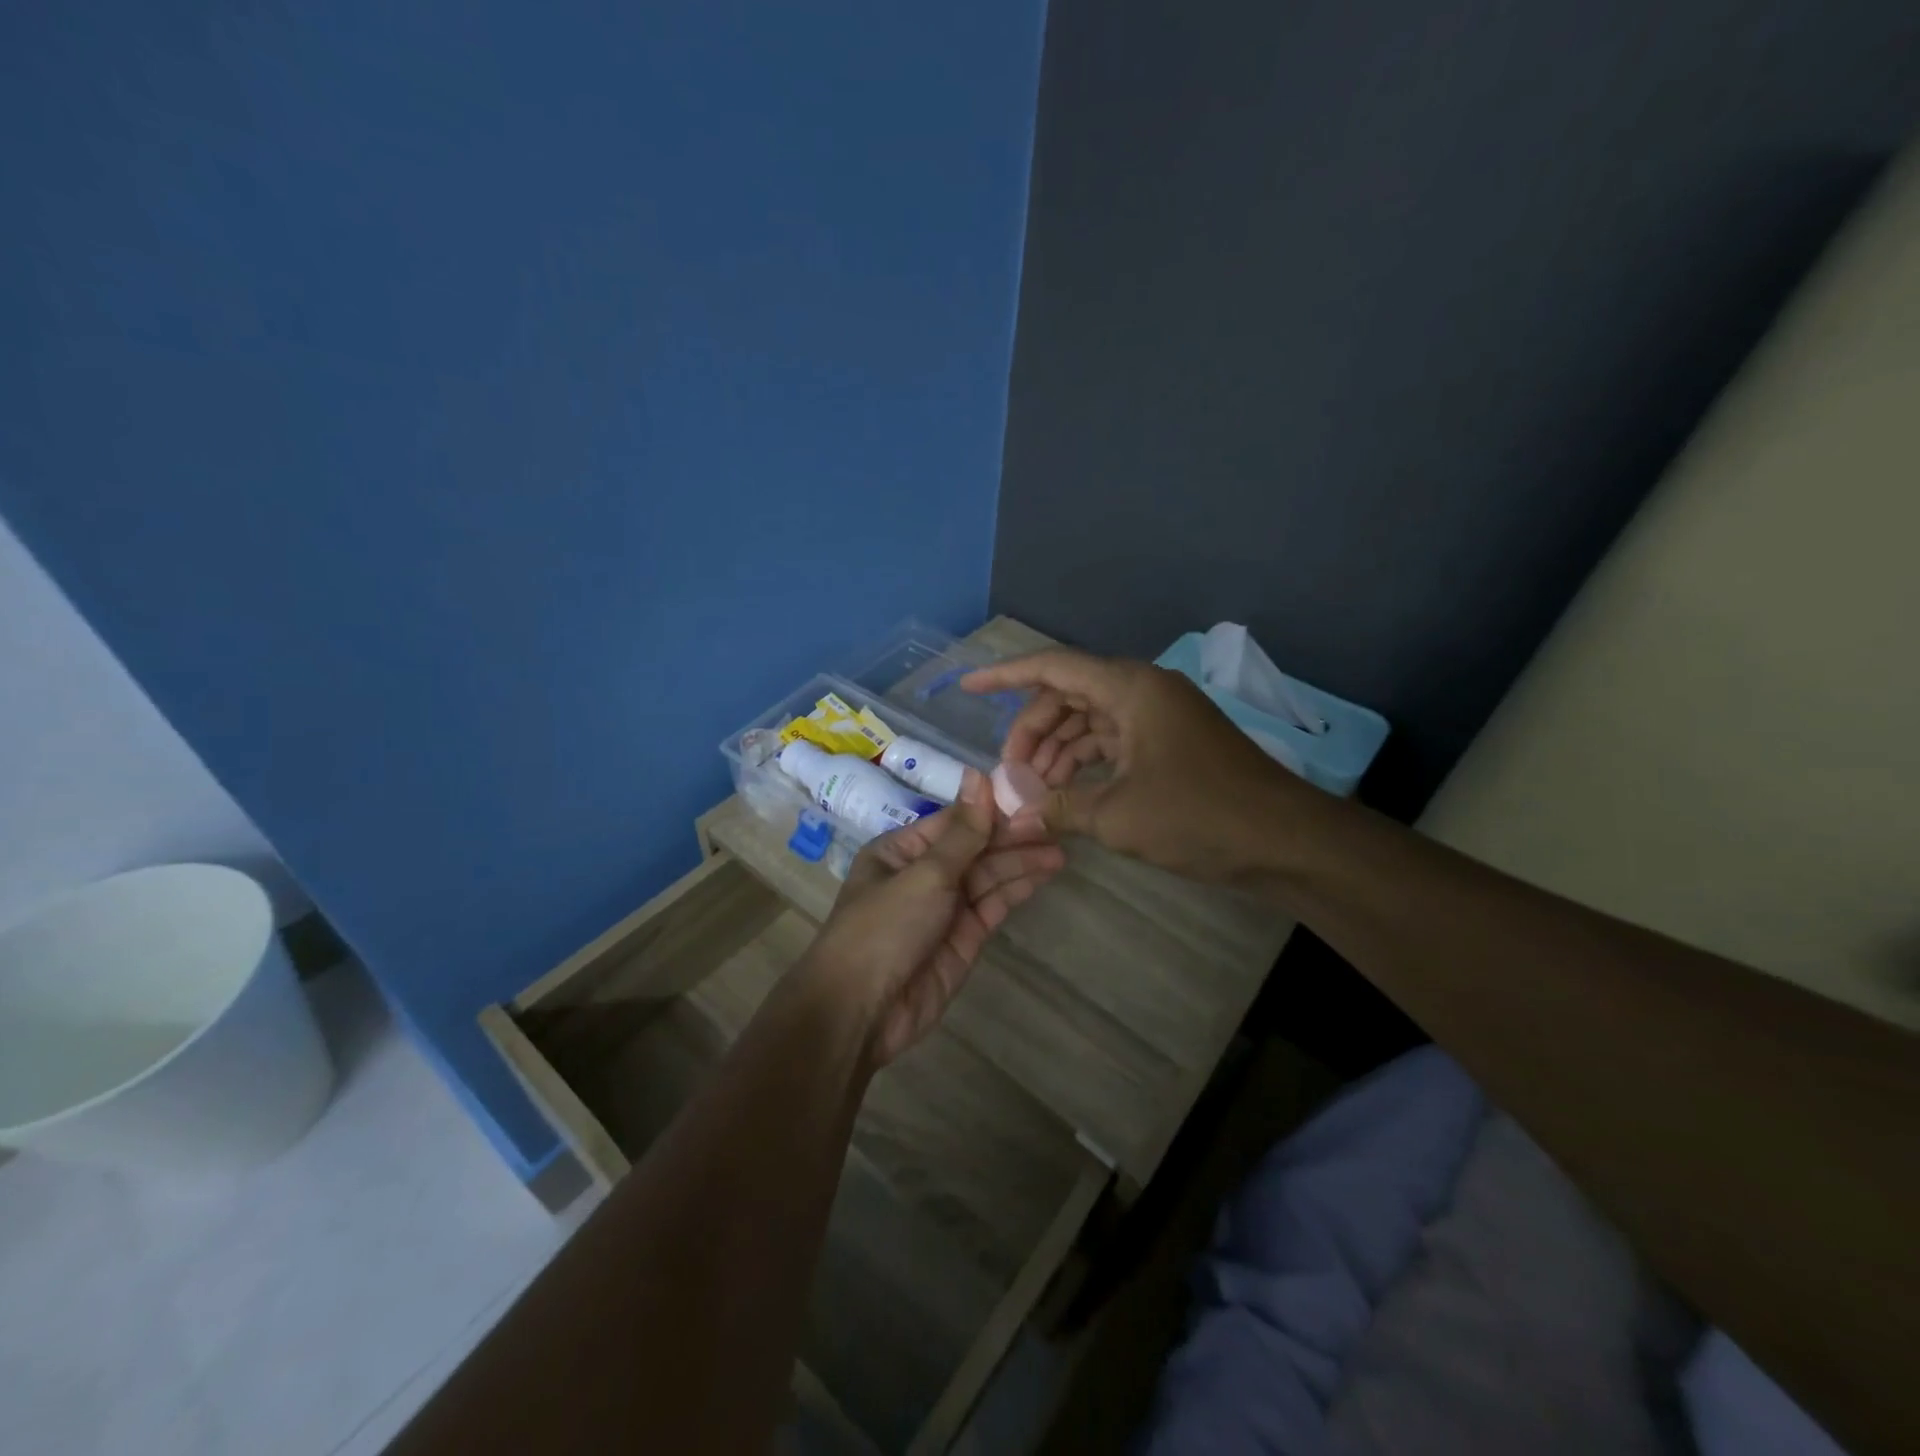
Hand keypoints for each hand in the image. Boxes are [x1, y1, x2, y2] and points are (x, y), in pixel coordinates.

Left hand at [807, 769, 1064, 1064]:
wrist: (861, 1012)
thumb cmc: (884, 928)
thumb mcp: (924, 874)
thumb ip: (963, 832)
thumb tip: (978, 775)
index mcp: (901, 850)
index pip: (955, 821)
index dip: (992, 809)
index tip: (1031, 795)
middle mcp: (924, 874)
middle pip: (975, 848)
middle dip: (1012, 836)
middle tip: (1056, 823)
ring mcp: (945, 908)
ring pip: (989, 876)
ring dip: (1022, 861)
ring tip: (1061, 846)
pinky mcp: (964, 938)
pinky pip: (994, 904)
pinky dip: (1018, 888)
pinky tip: (1045, 872)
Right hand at [961, 650, 1308, 883]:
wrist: (1285, 840)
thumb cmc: (1198, 816)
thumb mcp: (1116, 815)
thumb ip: (1057, 807)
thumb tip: (1014, 814)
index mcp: (1129, 688)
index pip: (1052, 667)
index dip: (1004, 676)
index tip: (966, 686)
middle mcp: (1143, 690)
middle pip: (1068, 695)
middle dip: (1032, 731)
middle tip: (1009, 773)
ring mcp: (1159, 716)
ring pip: (1090, 720)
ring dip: (1058, 751)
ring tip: (1034, 791)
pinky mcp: (1170, 742)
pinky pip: (1114, 740)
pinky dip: (1086, 762)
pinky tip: (1066, 793)